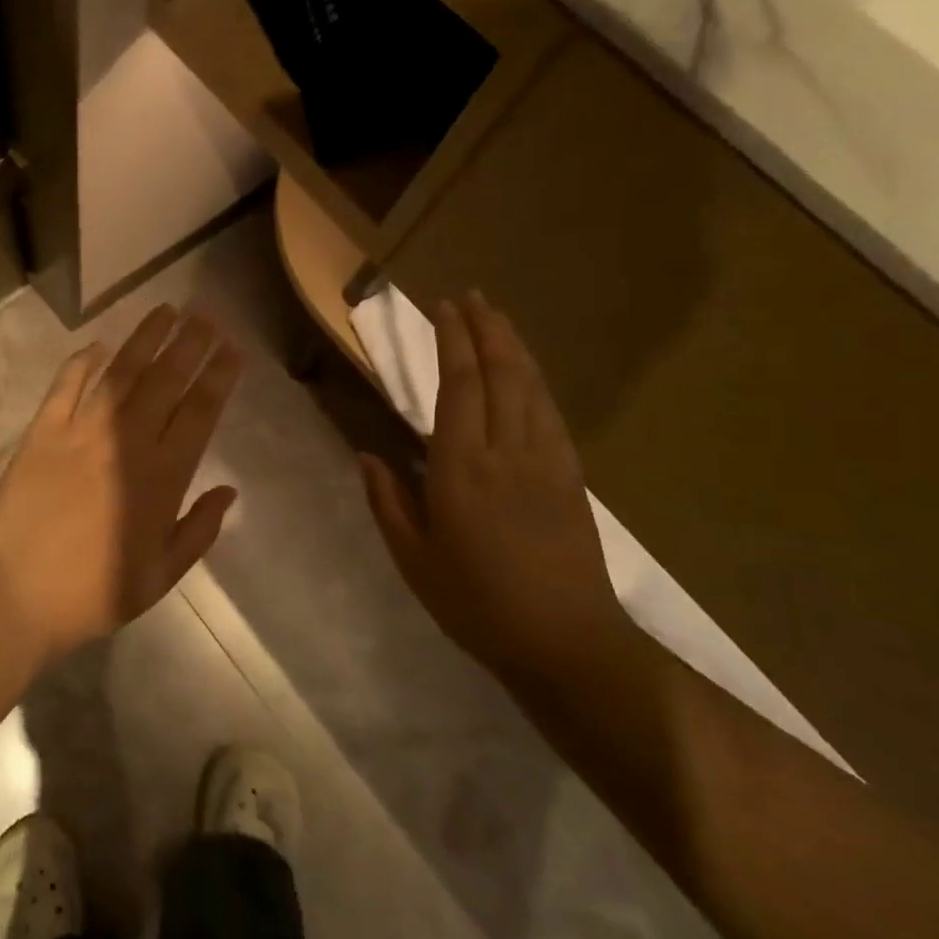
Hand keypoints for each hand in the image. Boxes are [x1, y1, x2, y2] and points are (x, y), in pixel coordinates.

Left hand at [0, 305, 242, 662]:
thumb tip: (228, 490)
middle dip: (190, 343)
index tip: (232, 349)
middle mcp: (126, 441)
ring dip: (146, 338)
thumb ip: (198, 530)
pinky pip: (67, 384)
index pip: (199, 412)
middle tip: (205, 315)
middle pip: (166, 380)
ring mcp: (82, 430)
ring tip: (166, 310)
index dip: (219, 376)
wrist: (15, 593)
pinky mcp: (43, 430)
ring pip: (122, 372)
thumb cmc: (93, 592)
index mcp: (162, 477)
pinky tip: (98, 345)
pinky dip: (84, 361)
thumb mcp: (160, 577)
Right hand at [360, 291, 632, 685]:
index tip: (442, 308)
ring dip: (512, 345)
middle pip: (499, 373)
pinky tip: (527, 372)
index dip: (452, 341)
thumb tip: (368, 454)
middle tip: (468, 296)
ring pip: (530, 386)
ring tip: (496, 316)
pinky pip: (550, 413)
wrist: (565, 642)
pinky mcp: (570, 477)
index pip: (458, 386)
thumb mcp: (413, 559)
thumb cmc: (476, 602)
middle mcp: (505, 451)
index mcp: (460, 468)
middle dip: (484, 328)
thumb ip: (388, 501)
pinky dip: (536, 381)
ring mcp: (545, 461)